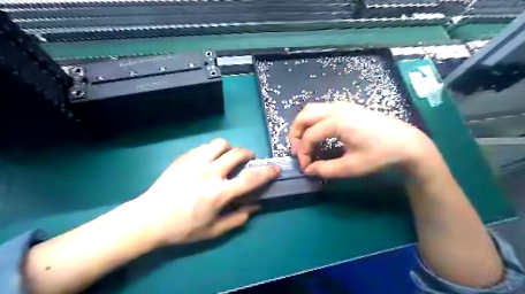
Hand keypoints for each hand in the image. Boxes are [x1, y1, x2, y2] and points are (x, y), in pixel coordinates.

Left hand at [137, 138, 280, 245]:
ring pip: (220, 143)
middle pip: (237, 153)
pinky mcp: (184, 157)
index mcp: (219, 193)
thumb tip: (255, 207)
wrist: (149, 218)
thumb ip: (237, 218)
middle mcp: (210, 173)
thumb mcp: (213, 230)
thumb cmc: (183, 228)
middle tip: (248, 160)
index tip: (276, 168)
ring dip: (229, 149)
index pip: (250, 179)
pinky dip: (212, 151)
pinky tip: (208, 160)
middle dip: (248, 154)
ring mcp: (195, 162)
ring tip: (226, 157)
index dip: (267, 173)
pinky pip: (204, 146)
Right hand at [286, 102, 434, 177]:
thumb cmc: (380, 155)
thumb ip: (325, 169)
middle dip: (295, 134)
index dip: (303, 153)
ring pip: (311, 110)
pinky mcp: (347, 107)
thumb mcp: (351, 167)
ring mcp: (342, 105)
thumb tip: (308, 170)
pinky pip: (321, 110)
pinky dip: (313, 121)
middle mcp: (336, 109)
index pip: (309, 136)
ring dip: (303, 125)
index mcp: (336, 122)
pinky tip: (318, 134)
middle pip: (304, 116)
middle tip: (297, 151)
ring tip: (304, 142)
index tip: (305, 167)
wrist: (407, 144)